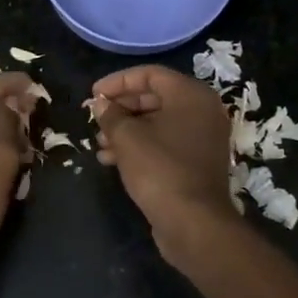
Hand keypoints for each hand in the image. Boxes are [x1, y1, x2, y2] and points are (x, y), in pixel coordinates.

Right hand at [91, 66, 239, 268]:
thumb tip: (101, 104)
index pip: (150, 74)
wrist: (194, 223)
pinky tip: (112, 159)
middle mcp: (202, 110)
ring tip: (100, 143)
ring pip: (158, 122)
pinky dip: (141, 145)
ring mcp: (203, 137)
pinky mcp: (198, 161)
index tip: (94, 94)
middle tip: (96, 118)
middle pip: (155, 97)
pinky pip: (166, 142)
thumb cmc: (160, 169)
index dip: (118, 81)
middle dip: (121, 108)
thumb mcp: (127, 138)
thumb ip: (111, 115)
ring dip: (127, 130)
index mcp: (191, 95)